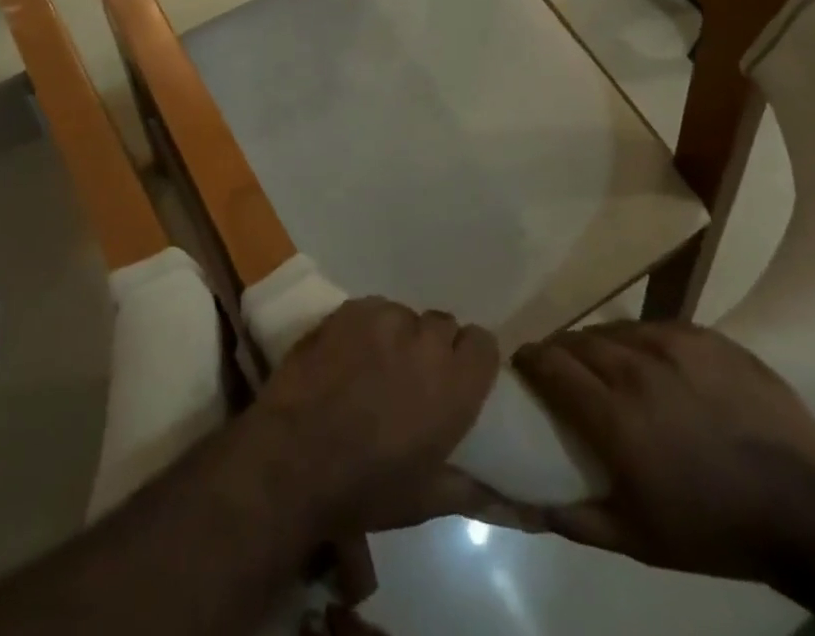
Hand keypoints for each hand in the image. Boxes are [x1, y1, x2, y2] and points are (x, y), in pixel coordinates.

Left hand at [255, 297, 499, 535]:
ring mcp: (384, 319)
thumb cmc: (366, 487)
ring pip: (404, 315)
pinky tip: (349, 353)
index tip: (459, 377)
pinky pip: (371, 308)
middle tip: (414, 378)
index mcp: (455, 384)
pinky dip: (368, 327)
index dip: (472, 358)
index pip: (482, 342)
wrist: (294, 457)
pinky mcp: (348, 309)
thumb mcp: (428, 499)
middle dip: (434, 346)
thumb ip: (475, 490)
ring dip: (399, 336)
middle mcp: (425, 341)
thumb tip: (520, 507)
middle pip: (443, 324)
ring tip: (377, 365)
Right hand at [513, 322, 814, 583]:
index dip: (529, 361)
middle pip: (576, 340)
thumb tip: (522, 502)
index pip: (548, 364)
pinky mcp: (704, 334)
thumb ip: (575, 517)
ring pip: (614, 329)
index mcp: (614, 416)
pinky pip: (655, 326)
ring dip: (600, 344)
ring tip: (608, 365)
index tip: (524, 369)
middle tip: (563, 371)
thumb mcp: (640, 539)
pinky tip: (653, 362)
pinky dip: (641, 340)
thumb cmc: (715, 529)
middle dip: (561, 352)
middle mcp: (635, 368)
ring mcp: (672, 345)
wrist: (808, 511)